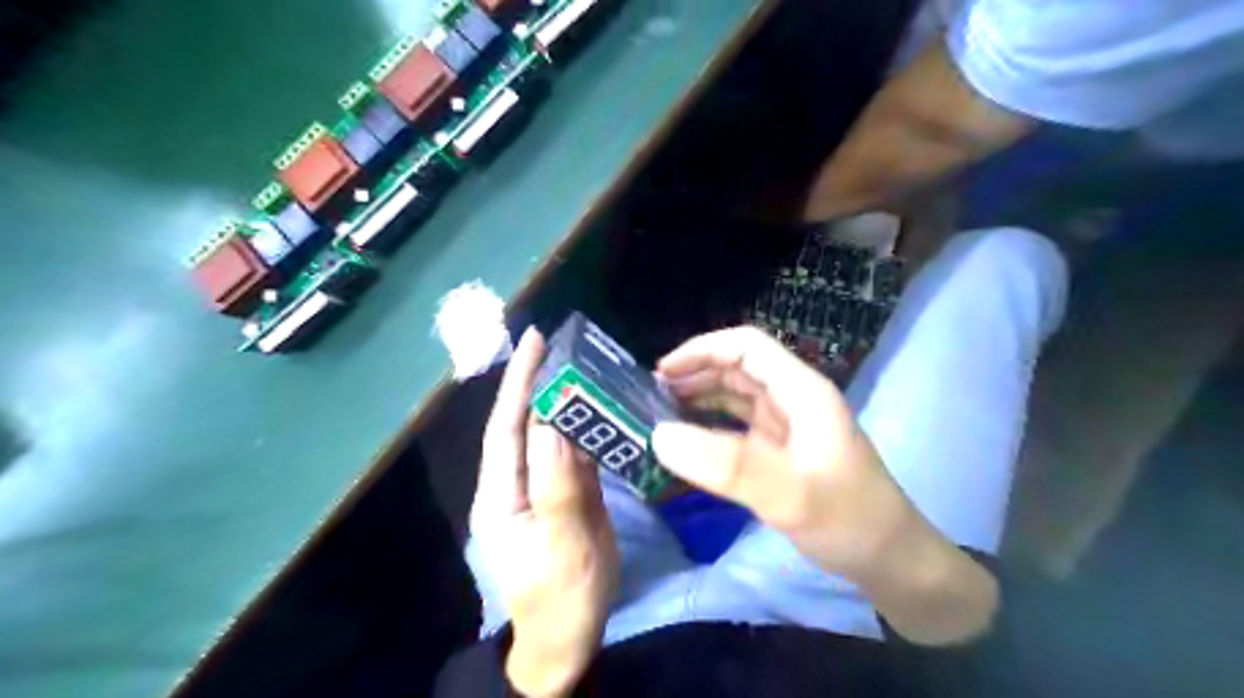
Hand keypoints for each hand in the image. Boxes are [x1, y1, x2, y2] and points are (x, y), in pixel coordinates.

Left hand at [472, 326, 616, 697]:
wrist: (569, 638)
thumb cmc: (561, 599)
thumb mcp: (562, 547)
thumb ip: (557, 487)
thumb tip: (553, 424)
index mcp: (501, 495)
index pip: (506, 428)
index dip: (518, 384)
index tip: (533, 342)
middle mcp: (516, 483)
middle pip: (525, 425)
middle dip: (539, 382)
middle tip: (563, 343)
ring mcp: (542, 488)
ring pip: (551, 435)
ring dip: (564, 400)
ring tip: (584, 365)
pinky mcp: (565, 495)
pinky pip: (573, 453)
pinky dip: (585, 427)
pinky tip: (600, 408)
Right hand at [651, 331, 911, 579]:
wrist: (891, 562)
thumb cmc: (849, 520)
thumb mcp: (789, 495)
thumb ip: (727, 466)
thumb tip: (660, 436)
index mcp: (801, 391)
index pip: (746, 346)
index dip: (702, 350)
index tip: (661, 373)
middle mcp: (793, 399)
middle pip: (737, 367)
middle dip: (694, 374)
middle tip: (650, 397)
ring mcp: (788, 426)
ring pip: (736, 396)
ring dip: (700, 398)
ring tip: (660, 414)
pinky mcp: (782, 451)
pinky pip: (738, 426)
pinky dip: (711, 426)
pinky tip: (688, 442)